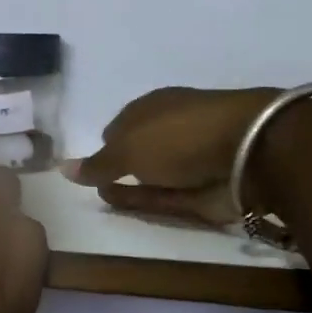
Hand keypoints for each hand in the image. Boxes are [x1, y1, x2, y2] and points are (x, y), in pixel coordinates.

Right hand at [61, 86, 278, 224]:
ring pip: (151, 175)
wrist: (248, 153)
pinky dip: (145, 201)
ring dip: (128, 186)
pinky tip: (123, 206)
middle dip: (117, 166)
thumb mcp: (127, 148)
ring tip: (102, 198)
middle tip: (92, 185)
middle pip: (138, 150)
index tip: (88, 165)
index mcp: (154, 107)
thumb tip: (63, 168)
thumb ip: (97, 164)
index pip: (122, 125)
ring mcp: (189, 160)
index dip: (105, 143)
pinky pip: (166, 196)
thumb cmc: (179, 136)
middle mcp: (171, 130)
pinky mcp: (204, 189)